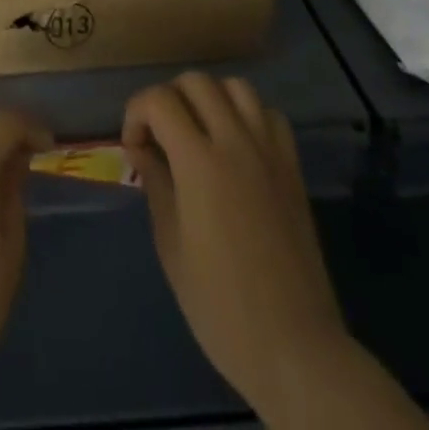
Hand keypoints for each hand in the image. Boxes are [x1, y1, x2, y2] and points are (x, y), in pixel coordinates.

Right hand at [123, 73, 342, 424]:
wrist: (295, 347)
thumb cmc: (221, 306)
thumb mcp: (172, 247)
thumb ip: (156, 185)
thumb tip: (143, 150)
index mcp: (199, 162)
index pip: (159, 100)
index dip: (136, 113)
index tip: (133, 147)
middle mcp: (235, 142)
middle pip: (196, 81)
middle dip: (168, 98)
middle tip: (160, 136)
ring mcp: (269, 151)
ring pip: (236, 87)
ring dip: (210, 97)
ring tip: (198, 131)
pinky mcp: (293, 167)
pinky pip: (269, 115)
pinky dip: (248, 115)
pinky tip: (237, 145)